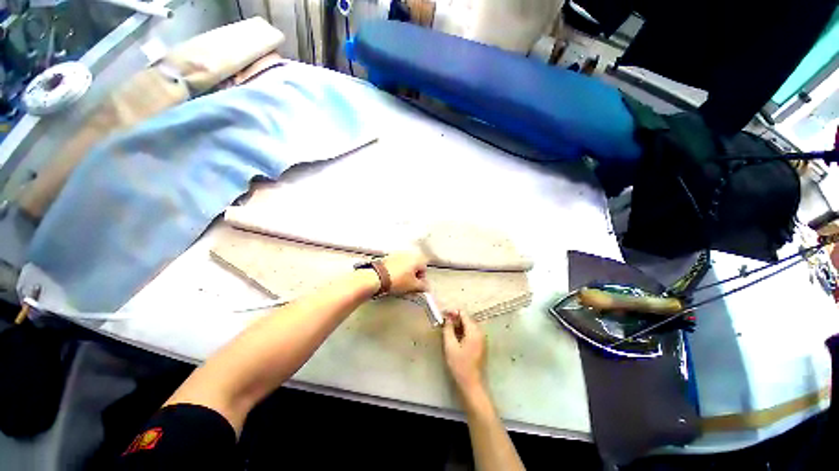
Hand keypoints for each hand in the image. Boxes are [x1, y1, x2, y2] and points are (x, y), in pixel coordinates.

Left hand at [381, 250, 428, 294]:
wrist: (377, 277)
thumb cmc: (395, 279)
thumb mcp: (413, 286)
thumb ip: (423, 286)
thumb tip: (425, 287)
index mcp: (417, 258)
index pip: (425, 268)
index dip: (422, 278)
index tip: (418, 285)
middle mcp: (408, 254)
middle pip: (415, 265)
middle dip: (414, 274)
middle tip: (410, 284)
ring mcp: (397, 254)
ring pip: (406, 264)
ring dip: (405, 272)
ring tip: (400, 282)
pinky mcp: (388, 258)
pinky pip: (396, 264)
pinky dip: (397, 270)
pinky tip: (393, 279)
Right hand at [443, 311, 486, 395]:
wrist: (472, 384)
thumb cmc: (460, 365)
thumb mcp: (450, 345)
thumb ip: (448, 328)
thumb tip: (447, 317)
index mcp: (474, 331)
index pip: (463, 313)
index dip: (453, 312)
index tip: (443, 315)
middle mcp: (480, 332)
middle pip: (467, 318)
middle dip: (455, 319)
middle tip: (443, 323)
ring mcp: (482, 338)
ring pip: (468, 325)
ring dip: (458, 325)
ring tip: (447, 330)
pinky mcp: (481, 344)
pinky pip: (471, 332)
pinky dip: (463, 331)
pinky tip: (455, 338)